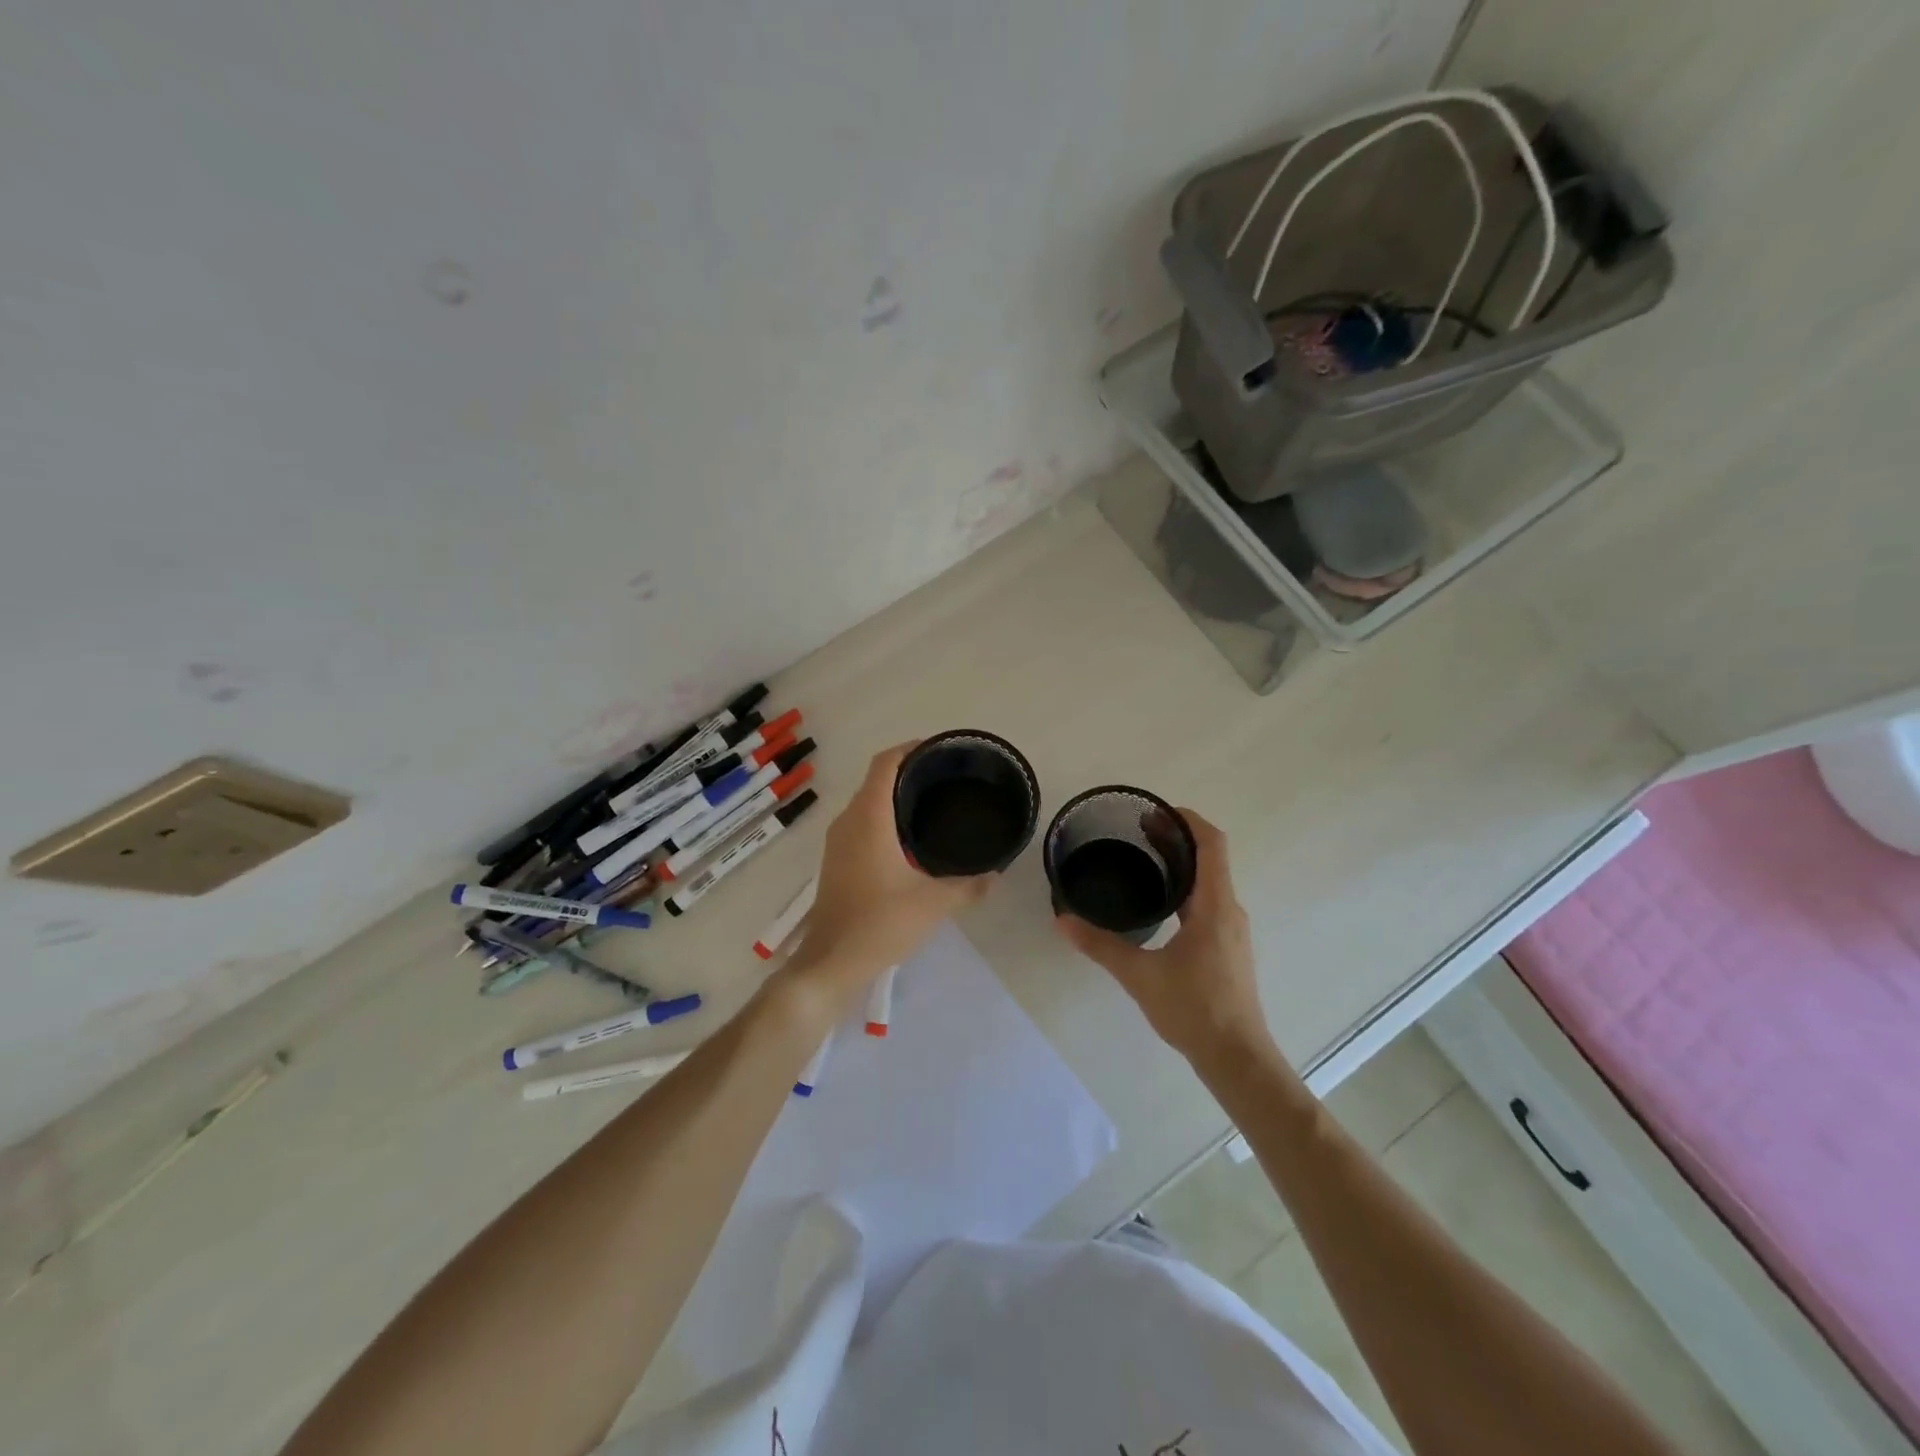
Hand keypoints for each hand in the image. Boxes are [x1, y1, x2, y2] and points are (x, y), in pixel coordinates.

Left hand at [781, 743, 995, 1008]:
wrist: (831, 962)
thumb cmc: (880, 924)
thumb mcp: (934, 904)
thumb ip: (968, 885)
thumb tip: (995, 873)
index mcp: (869, 818)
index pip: (885, 763)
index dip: (910, 748)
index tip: (939, 751)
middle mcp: (849, 821)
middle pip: (876, 779)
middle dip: (908, 772)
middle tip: (946, 779)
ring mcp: (838, 841)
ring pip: (867, 802)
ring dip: (894, 796)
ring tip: (932, 804)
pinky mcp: (836, 860)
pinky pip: (862, 823)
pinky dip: (884, 817)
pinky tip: (910, 839)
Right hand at [1055, 809, 1272, 1065]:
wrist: (1236, 1058)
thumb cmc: (1194, 1010)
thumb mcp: (1140, 975)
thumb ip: (1101, 945)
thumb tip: (1062, 921)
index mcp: (1215, 906)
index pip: (1212, 845)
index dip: (1187, 820)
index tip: (1156, 811)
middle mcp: (1229, 910)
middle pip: (1210, 858)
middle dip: (1177, 838)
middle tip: (1138, 829)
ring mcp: (1231, 930)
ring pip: (1210, 881)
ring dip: (1182, 863)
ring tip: (1145, 857)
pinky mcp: (1227, 947)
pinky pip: (1208, 901)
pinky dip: (1186, 886)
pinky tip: (1160, 902)